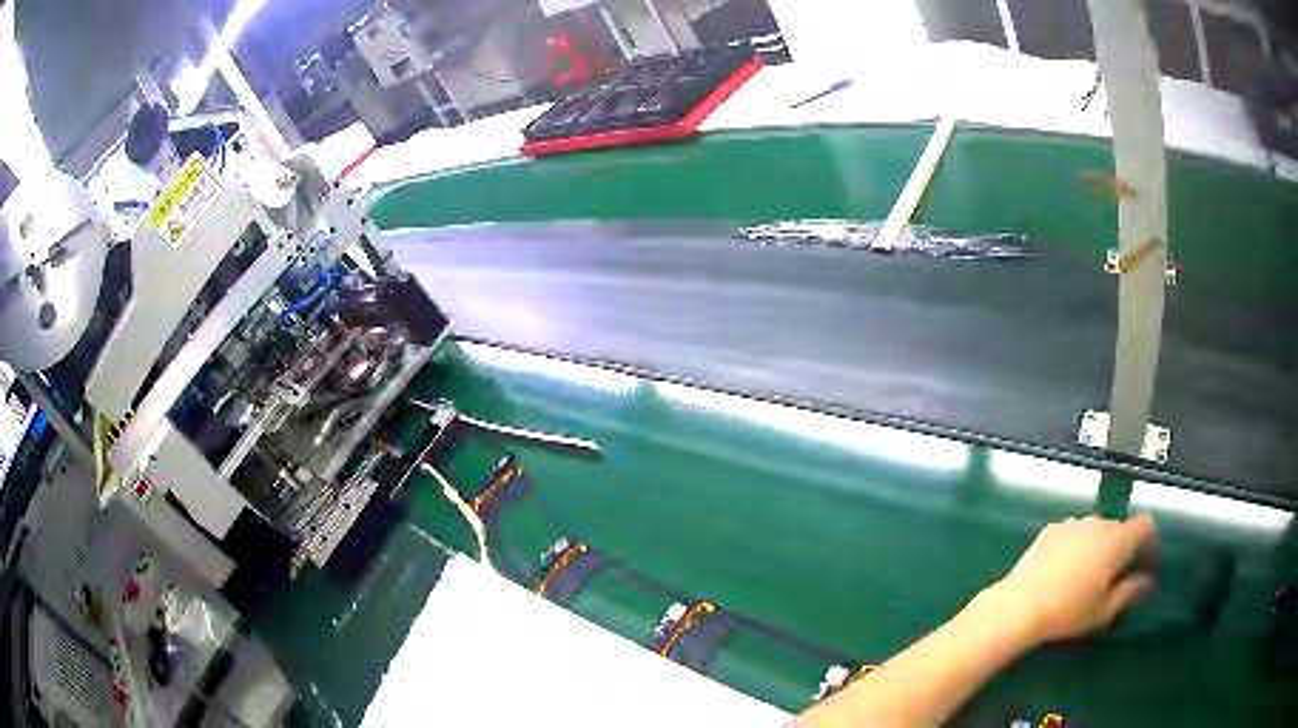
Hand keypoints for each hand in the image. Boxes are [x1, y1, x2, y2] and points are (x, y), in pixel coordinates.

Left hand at [988, 515, 1155, 646]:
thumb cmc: (1068, 612)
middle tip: (1112, 577)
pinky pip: (1072, 533)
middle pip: (1119, 528)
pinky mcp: (1050, 529)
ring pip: (1094, 529)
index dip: (1148, 542)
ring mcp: (1072, 522)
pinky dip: (1075, 545)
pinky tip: (1062, 570)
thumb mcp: (1104, 611)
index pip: (1145, 525)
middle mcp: (1097, 523)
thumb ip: (1129, 593)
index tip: (1142, 564)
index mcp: (1117, 540)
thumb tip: (1145, 582)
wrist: (1020, 606)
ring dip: (1097, 545)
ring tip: (1085, 576)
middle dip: (1121, 548)